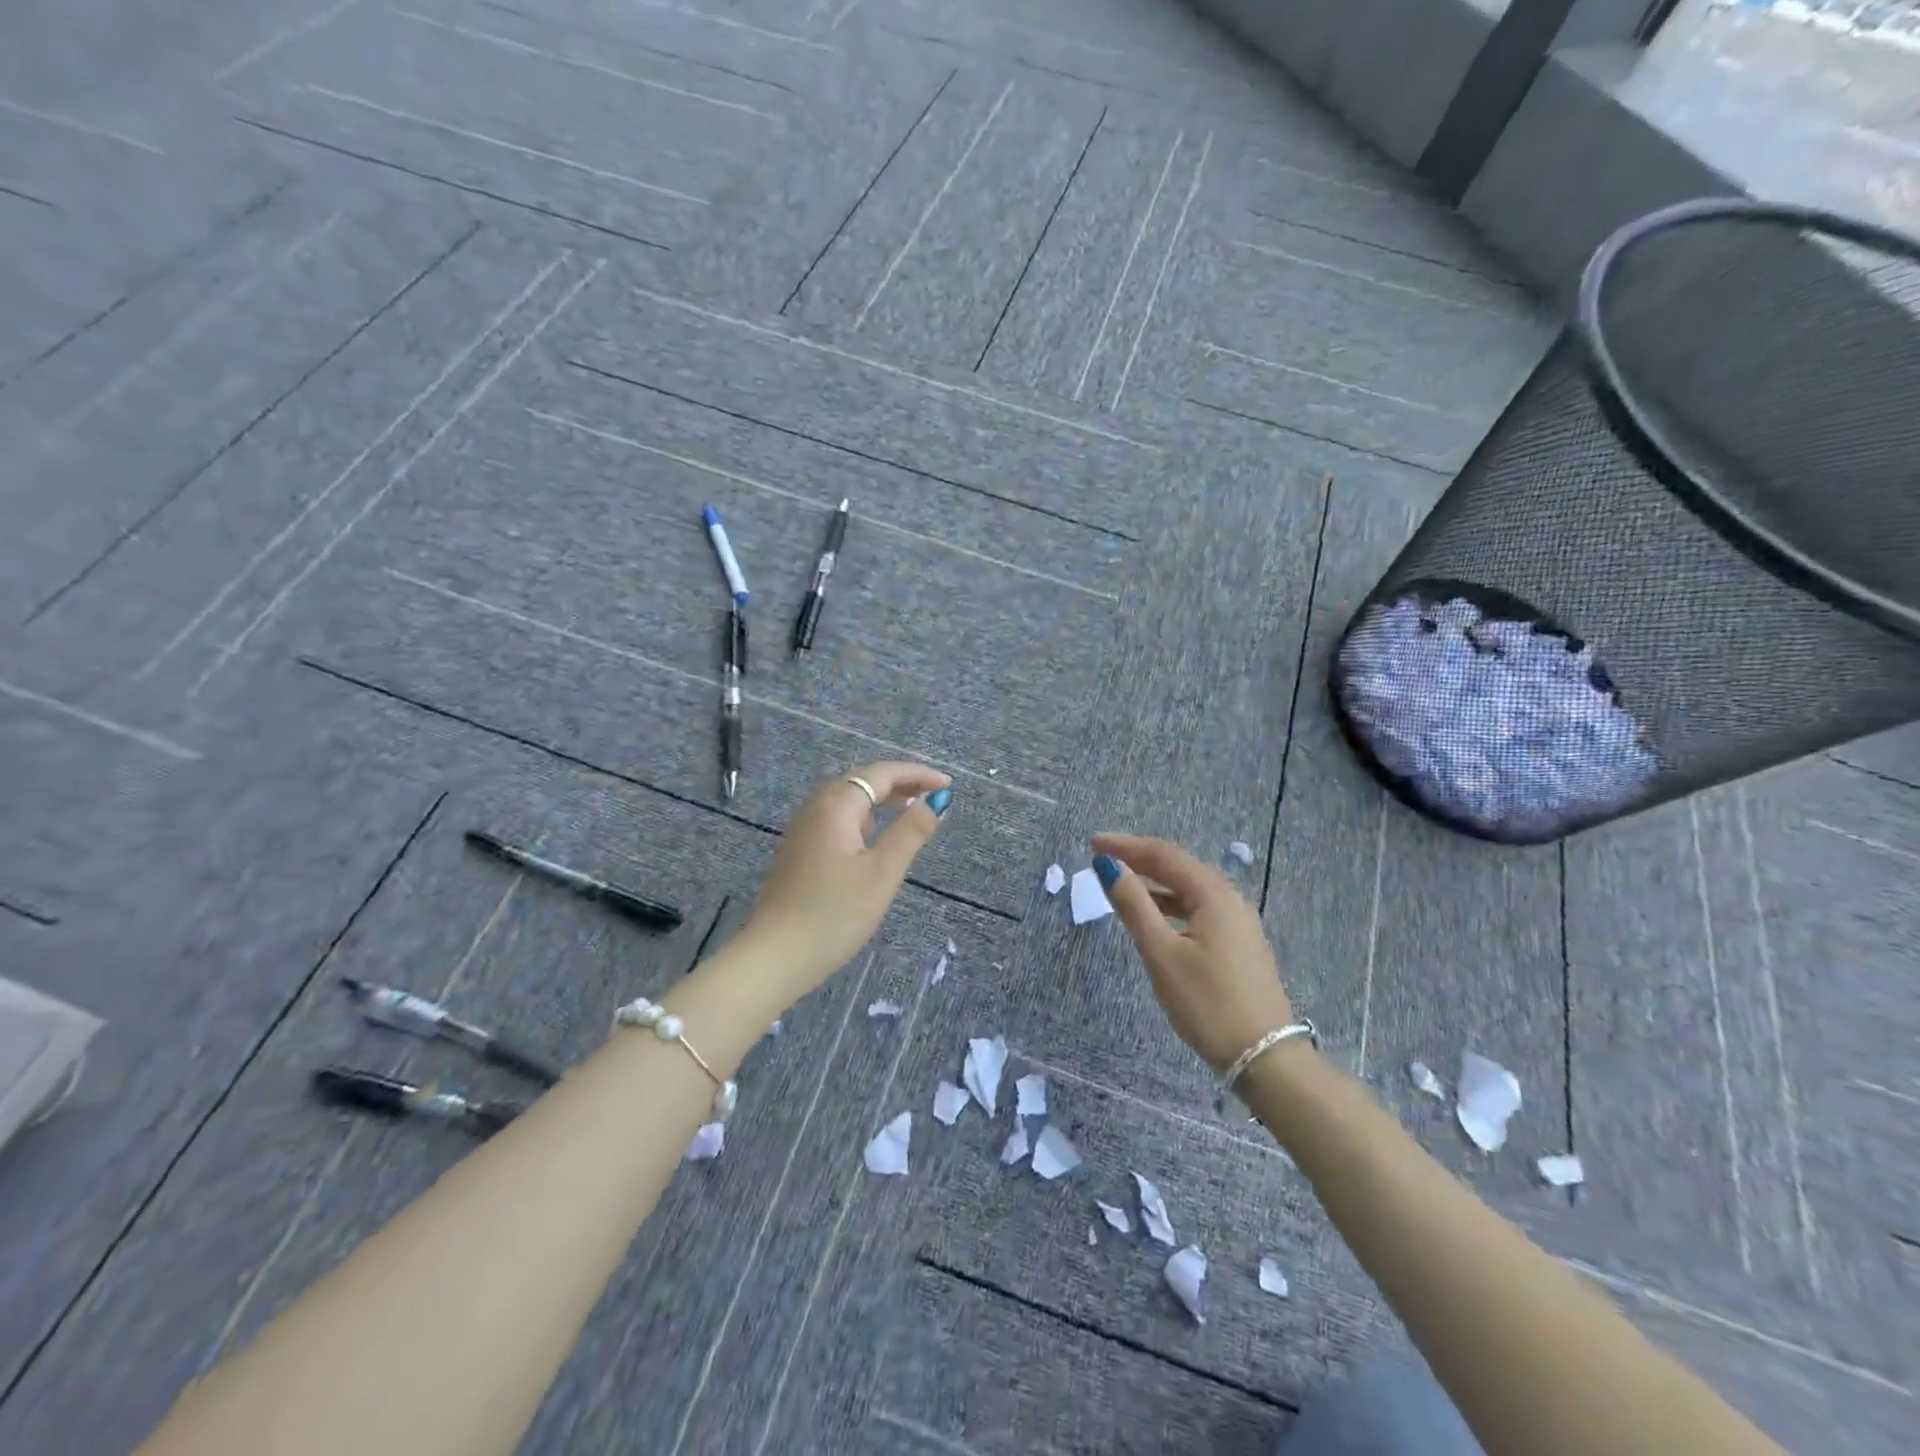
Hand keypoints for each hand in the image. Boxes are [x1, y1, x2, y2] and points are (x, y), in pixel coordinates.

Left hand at [741, 761, 952, 991]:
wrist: (773, 957)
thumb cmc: (834, 915)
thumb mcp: (882, 873)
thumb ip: (911, 832)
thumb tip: (937, 801)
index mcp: (836, 806)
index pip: (881, 774)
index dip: (916, 774)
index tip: (947, 785)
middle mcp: (814, 808)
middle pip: (860, 781)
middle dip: (899, 782)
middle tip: (933, 794)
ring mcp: (801, 830)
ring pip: (845, 799)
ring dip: (879, 798)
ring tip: (909, 809)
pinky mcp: (796, 851)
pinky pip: (834, 818)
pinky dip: (861, 816)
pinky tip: (872, 837)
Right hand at [1091, 833, 1294, 1072]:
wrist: (1265, 1057)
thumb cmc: (1207, 1003)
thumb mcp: (1162, 954)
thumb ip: (1134, 906)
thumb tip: (1109, 867)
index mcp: (1213, 894)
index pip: (1164, 854)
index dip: (1126, 846)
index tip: (1093, 844)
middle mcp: (1230, 899)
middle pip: (1179, 866)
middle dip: (1140, 859)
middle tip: (1103, 859)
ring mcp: (1239, 922)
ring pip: (1190, 889)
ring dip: (1155, 882)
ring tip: (1121, 885)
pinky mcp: (1239, 943)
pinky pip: (1199, 908)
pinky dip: (1171, 904)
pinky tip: (1155, 917)